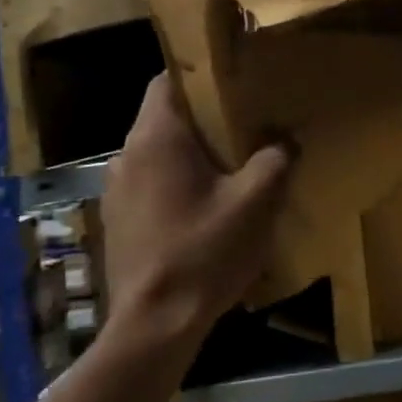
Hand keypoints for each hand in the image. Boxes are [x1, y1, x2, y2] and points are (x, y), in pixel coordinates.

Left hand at [98, 74, 291, 343]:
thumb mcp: (256, 202)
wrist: (154, 325)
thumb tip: (285, 141)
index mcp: (156, 138)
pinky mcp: (117, 222)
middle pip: (165, 118)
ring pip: (157, 153)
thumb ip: (275, 160)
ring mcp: (116, 191)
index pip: (167, 81)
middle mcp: (126, 156)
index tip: (233, 82)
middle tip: (245, 125)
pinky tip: (205, 208)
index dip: (200, 75)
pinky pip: (150, 184)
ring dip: (190, 154)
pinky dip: (176, 183)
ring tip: (230, 168)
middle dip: (203, 118)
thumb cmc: (204, 251)